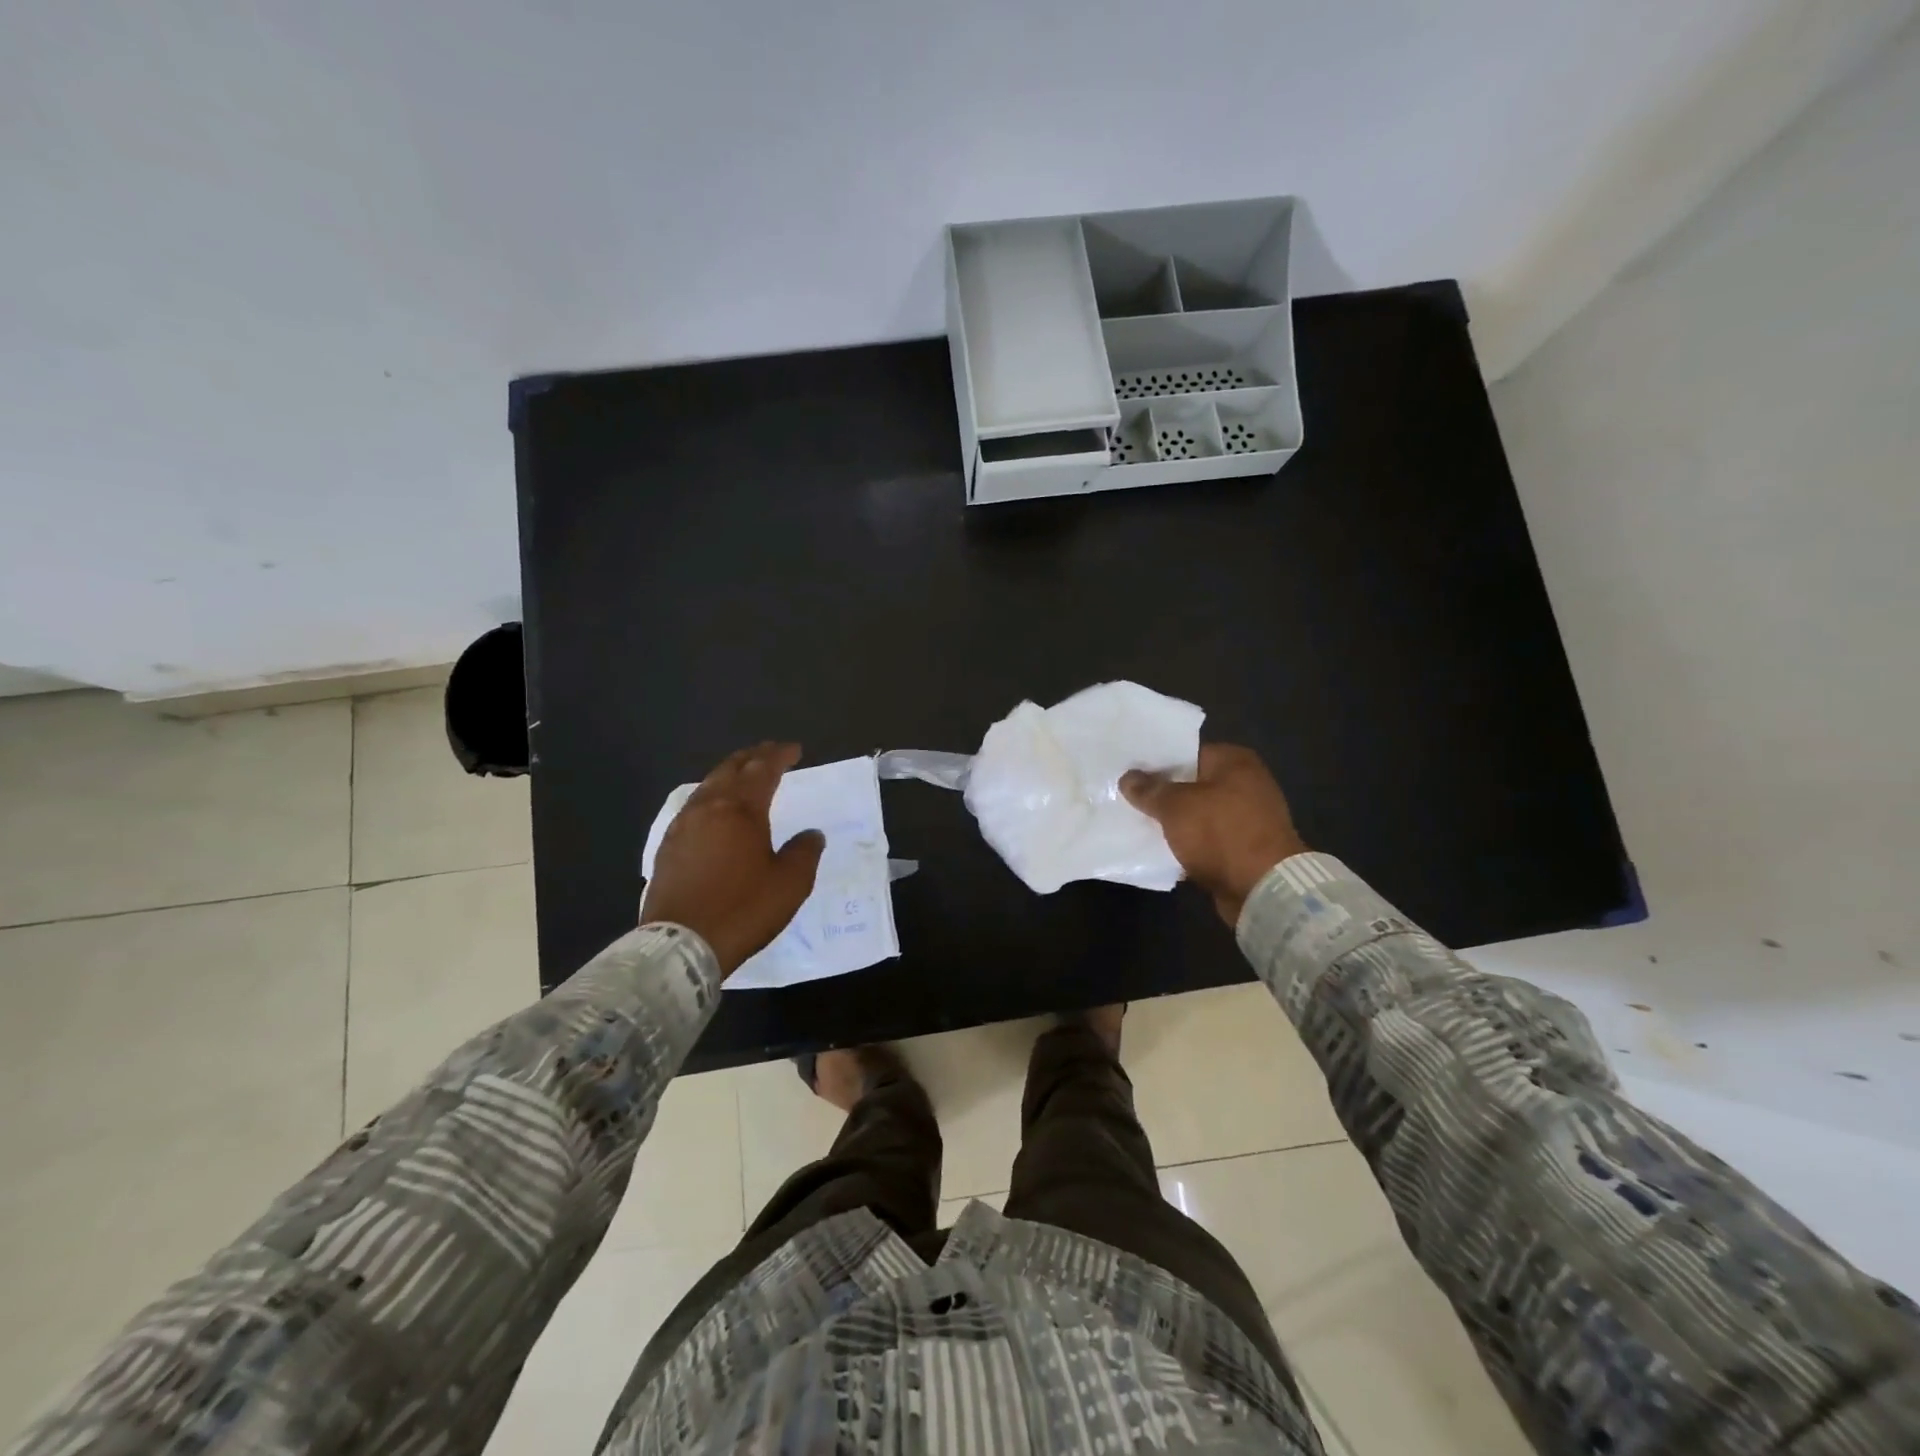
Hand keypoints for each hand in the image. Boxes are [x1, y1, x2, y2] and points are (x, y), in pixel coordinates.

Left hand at [640, 742, 824, 977]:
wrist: (681, 944)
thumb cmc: (743, 909)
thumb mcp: (790, 884)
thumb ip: (804, 852)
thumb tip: (811, 835)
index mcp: (741, 810)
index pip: (763, 769)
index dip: (781, 756)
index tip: (795, 750)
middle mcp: (709, 807)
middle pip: (731, 768)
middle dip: (753, 756)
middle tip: (770, 752)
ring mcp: (683, 826)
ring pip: (708, 785)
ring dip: (730, 773)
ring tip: (744, 774)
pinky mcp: (667, 846)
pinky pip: (693, 806)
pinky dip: (711, 796)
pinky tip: (714, 809)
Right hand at [1120, 743, 1306, 925]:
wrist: (1262, 888)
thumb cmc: (1220, 833)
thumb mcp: (1175, 806)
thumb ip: (1149, 790)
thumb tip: (1127, 778)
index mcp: (1235, 761)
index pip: (1187, 752)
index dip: (1156, 762)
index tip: (1129, 772)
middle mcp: (1246, 783)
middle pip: (1192, 783)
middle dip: (1163, 793)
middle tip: (1127, 796)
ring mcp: (1247, 817)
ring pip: (1198, 814)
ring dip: (1174, 821)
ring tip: (1137, 822)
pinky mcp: (1244, 848)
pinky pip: (1207, 839)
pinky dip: (1188, 843)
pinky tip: (1160, 848)